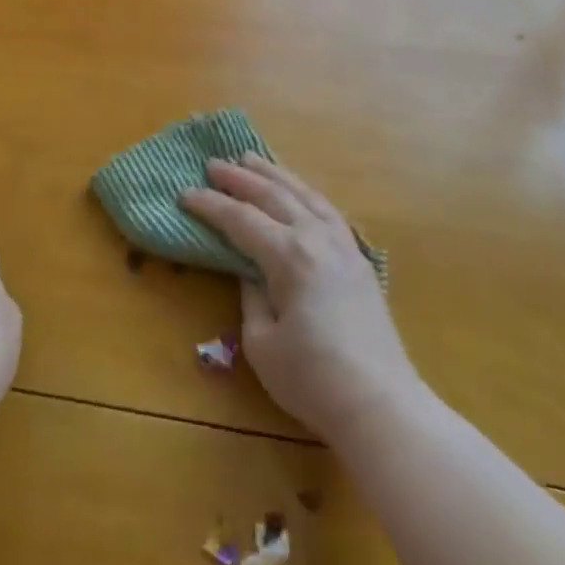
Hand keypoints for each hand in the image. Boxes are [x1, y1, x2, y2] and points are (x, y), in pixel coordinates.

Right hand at [182, 154, 419, 440]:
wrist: (381, 405)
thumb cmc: (312, 379)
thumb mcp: (261, 343)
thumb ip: (251, 296)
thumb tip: (249, 271)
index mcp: (289, 255)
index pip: (240, 220)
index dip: (210, 205)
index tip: (184, 193)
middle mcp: (316, 238)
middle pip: (273, 196)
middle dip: (239, 178)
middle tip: (213, 163)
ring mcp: (343, 245)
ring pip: (304, 194)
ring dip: (274, 174)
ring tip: (251, 158)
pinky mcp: (358, 259)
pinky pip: (327, 209)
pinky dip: (306, 192)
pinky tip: (298, 191)